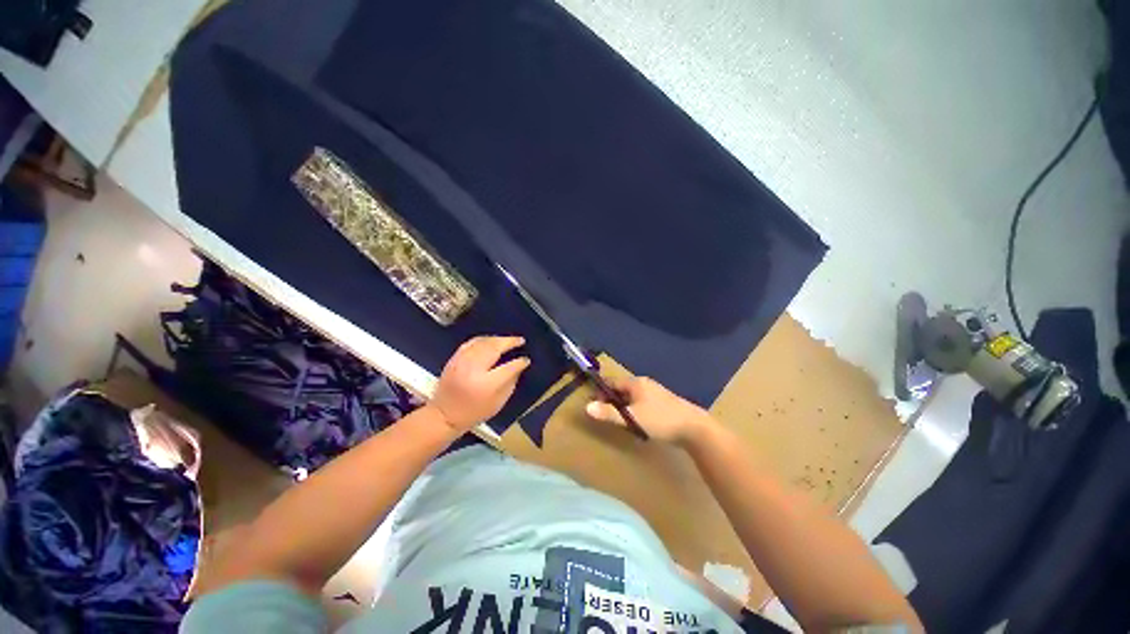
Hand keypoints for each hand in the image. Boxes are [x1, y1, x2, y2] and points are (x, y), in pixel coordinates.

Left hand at [432, 336, 530, 431]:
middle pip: (495, 348)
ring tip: (507, 340)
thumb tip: (519, 366)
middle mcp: (474, 369)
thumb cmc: (474, 412)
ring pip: (483, 342)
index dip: (519, 362)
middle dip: (509, 342)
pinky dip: (483, 339)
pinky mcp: (454, 358)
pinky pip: (471, 342)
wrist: (443, 415)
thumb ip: (510, 383)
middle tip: (520, 340)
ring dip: (497, 339)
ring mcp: (462, 361)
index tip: (526, 359)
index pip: (508, 368)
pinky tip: (491, 341)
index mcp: (486, 384)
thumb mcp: (498, 403)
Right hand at [585, 376, 713, 447]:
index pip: (612, 382)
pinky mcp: (663, 403)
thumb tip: (587, 407)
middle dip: (613, 400)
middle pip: (622, 389)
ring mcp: (655, 393)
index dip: (602, 392)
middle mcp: (645, 384)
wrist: (694, 428)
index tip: (595, 405)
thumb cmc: (660, 419)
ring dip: (624, 407)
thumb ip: (609, 413)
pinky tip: (638, 423)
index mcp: (636, 383)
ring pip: (633, 397)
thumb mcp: (632, 418)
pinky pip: (642, 403)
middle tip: (607, 416)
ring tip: (621, 421)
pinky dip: (635, 410)